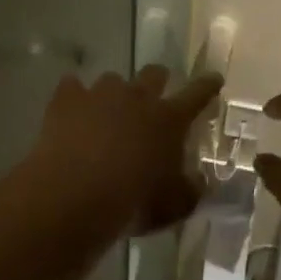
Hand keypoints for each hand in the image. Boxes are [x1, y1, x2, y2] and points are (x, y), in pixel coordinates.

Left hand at [28, 66, 223, 237]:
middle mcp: (137, 98)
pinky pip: (72, 86)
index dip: (208, 86)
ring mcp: (100, 95)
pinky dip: (74, 96)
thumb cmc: (133, 202)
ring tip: (107, 111)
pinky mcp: (67, 100)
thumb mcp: (173, 206)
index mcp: (169, 120)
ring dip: (114, 93)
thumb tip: (199, 181)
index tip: (214, 78)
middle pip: (154, 74)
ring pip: (112, 79)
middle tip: (155, 93)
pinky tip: (71, 110)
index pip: (197, 95)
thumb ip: (190, 190)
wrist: (74, 195)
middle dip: (158, 80)